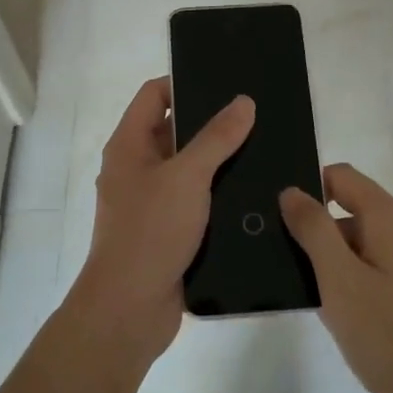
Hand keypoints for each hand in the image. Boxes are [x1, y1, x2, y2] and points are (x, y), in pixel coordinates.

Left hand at [66, 77, 253, 366]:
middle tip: (256, 115)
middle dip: (211, 123)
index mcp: (129, 145)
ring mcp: (151, 202)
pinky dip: (218, 195)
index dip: (185, 82)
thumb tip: (243, 101)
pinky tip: (253, 192)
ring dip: (219, 161)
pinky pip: (195, 201)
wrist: (129, 310)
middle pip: (174, 131)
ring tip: (264, 148)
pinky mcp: (168, 231)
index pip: (154, 95)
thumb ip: (217, 137)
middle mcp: (136, 168)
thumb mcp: (187, 176)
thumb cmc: (150, 231)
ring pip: (188, 169)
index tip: (226, 82)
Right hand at [280, 165, 392, 392]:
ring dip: (335, 259)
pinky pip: (379, 265)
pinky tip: (342, 312)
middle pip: (352, 208)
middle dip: (318, 230)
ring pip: (364, 241)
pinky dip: (356, 277)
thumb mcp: (338, 279)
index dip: (308, 189)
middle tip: (289, 265)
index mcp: (389, 216)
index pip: (340, 176)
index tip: (281, 219)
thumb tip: (292, 191)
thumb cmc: (387, 334)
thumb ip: (313, 229)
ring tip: (310, 293)